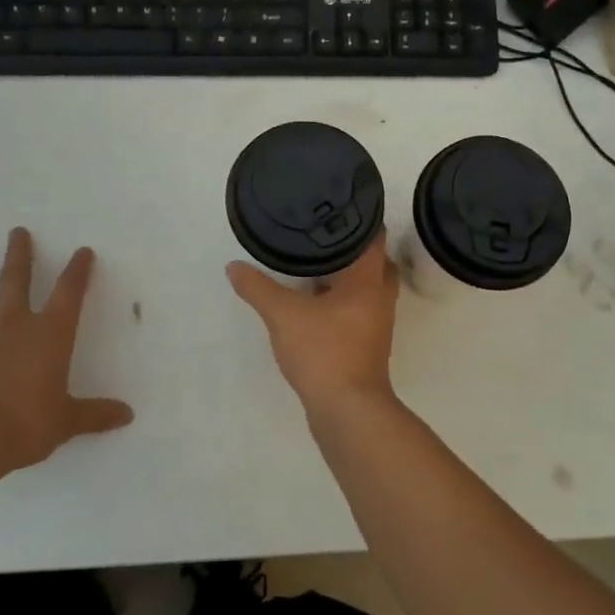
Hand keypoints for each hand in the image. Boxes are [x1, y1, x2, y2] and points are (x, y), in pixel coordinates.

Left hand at [0, 228, 133, 469]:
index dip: (77, 271)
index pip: (69, 293)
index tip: (82, 252)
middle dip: (19, 255)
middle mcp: (13, 327)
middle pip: (15, 281)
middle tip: (16, 232)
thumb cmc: (26, 423)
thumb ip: (94, 415)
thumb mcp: (66, 421)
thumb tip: (127, 415)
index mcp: (49, 334)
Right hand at [227, 233, 400, 417]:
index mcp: (368, 280)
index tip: (337, 204)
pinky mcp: (367, 344)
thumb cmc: (324, 351)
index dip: (360, 216)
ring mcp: (376, 323)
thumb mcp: (283, 315)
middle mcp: (380, 296)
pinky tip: (315, 301)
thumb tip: (234, 267)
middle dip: (352, 247)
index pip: (374, 235)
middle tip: (323, 233)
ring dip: (347, 276)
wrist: (347, 410)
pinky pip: (358, 309)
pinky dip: (342, 299)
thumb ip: (258, 288)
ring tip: (315, 262)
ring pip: (367, 287)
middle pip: (374, 261)